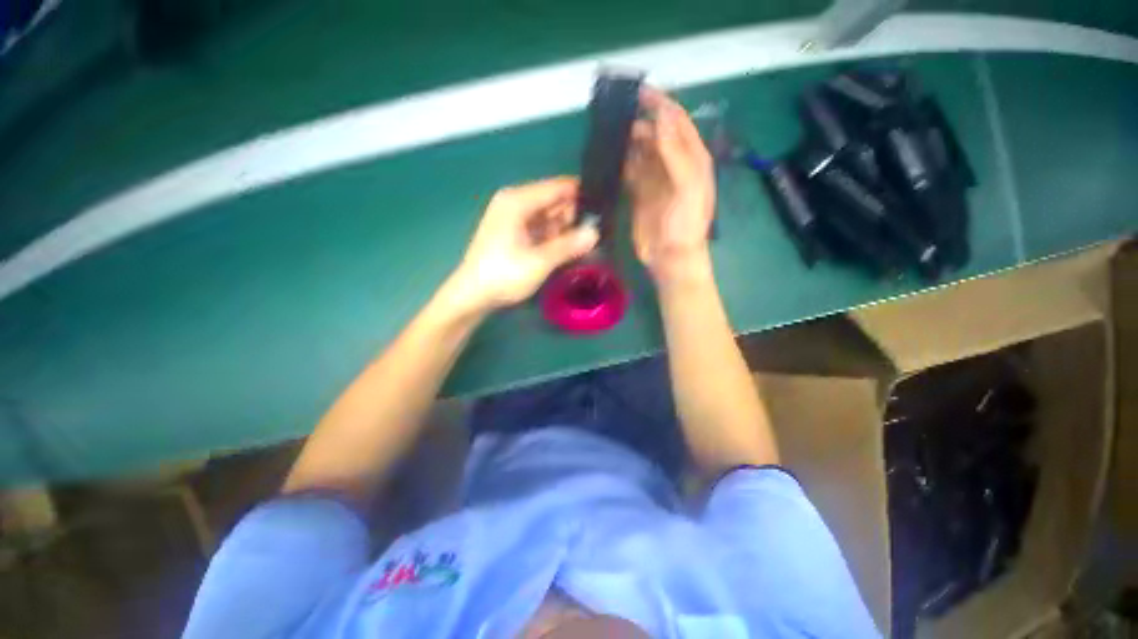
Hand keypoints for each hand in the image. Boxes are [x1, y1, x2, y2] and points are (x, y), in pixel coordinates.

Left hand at [446, 177, 598, 313]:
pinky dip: (554, 237)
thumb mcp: (539, 262)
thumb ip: (568, 245)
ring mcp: (513, 218)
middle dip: (574, 215)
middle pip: (553, 201)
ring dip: (566, 229)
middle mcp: (514, 203)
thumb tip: (595, 233)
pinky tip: (569, 248)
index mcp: (517, 201)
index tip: (603, 207)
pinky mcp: (513, 233)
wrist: (472, 296)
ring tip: (588, 241)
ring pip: (548, 216)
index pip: (557, 187)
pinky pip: (540, 228)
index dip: (580, 194)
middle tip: (598, 231)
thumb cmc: (503, 275)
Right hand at [625, 87, 715, 286]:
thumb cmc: (685, 224)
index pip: (677, 122)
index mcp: (692, 158)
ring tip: (609, 130)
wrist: (671, 257)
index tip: (639, 92)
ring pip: (640, 151)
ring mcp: (655, 179)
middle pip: (656, 134)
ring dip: (627, 140)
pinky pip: (629, 171)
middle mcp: (673, 164)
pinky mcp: (639, 194)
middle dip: (640, 120)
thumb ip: (675, 153)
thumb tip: (659, 119)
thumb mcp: (688, 187)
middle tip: (616, 113)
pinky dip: (621, 162)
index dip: (661, 104)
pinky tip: (609, 155)